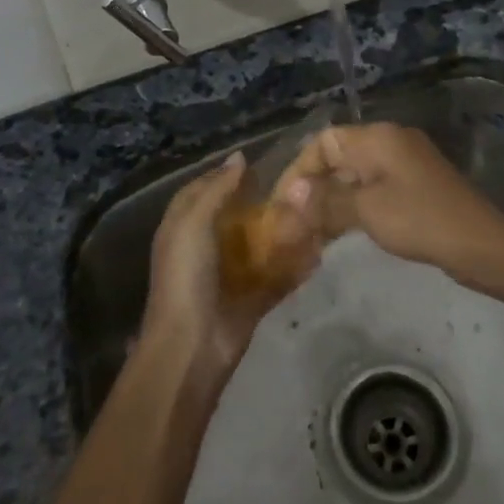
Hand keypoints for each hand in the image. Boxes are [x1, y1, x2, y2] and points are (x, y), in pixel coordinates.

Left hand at [141, 153, 322, 375]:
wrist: (192, 346)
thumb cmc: (186, 275)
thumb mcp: (193, 223)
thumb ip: (216, 190)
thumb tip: (239, 157)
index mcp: (184, 227)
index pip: (204, 189)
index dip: (225, 175)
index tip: (258, 162)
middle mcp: (206, 246)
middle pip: (236, 215)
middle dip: (262, 201)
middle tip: (294, 183)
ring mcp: (230, 273)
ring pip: (261, 244)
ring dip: (284, 231)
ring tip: (313, 210)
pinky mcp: (252, 297)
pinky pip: (278, 276)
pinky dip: (296, 265)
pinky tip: (319, 250)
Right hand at [277, 123, 503, 271]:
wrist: (480, 244)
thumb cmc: (420, 220)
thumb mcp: (367, 210)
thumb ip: (326, 200)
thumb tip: (291, 194)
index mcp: (377, 138)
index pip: (323, 142)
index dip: (299, 171)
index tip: (283, 204)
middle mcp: (389, 143)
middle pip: (337, 158)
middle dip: (312, 189)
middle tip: (291, 223)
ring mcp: (403, 166)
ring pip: (353, 178)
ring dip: (329, 202)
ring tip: (307, 234)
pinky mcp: (413, 188)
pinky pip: (371, 191)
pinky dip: (351, 208)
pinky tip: (337, 234)